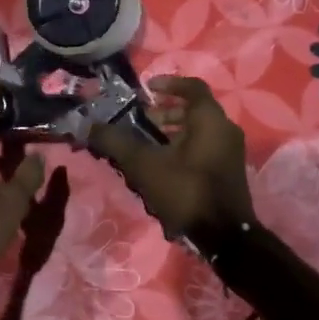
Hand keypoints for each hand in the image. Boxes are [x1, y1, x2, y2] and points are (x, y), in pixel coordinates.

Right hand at [88, 76, 254, 238]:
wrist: (224, 236)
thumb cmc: (185, 191)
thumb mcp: (144, 165)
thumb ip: (116, 142)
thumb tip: (88, 125)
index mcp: (210, 120)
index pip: (192, 87)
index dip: (169, 83)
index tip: (147, 89)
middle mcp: (225, 130)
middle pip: (194, 110)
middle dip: (166, 112)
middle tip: (141, 120)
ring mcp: (230, 152)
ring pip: (199, 131)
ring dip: (173, 132)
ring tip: (146, 145)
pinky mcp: (228, 172)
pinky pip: (204, 148)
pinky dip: (184, 147)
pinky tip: (162, 166)